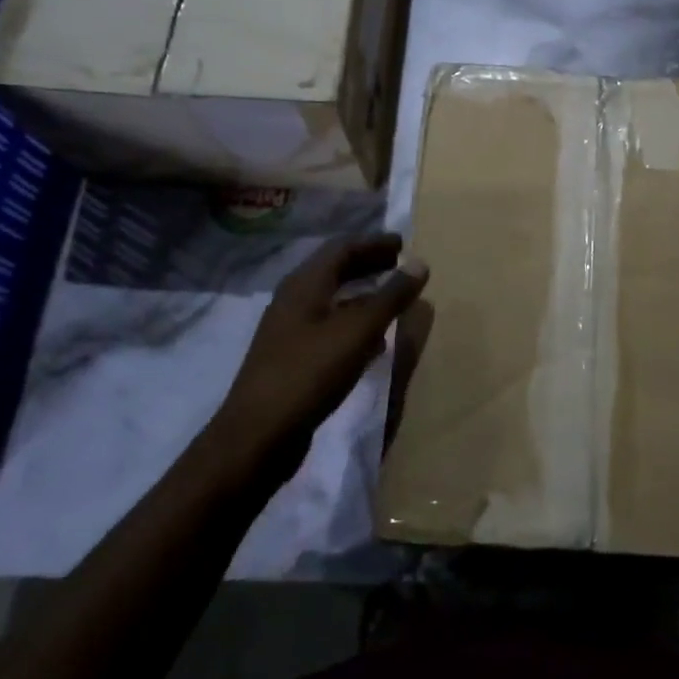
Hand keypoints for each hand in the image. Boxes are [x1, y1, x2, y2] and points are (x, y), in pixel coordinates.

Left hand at [210, 234, 428, 471]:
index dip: (374, 242)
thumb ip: (391, 296)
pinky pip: (329, 328)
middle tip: (401, 266)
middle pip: (334, 271)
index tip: (403, 244)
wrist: (258, 435)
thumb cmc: (310, 373)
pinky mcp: (293, 359)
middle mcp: (293, 301)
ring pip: (332, 300)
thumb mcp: (358, 331)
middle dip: (369, 265)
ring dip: (363, 295)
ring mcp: (290, 331)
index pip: (342, 248)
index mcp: (304, 284)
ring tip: (394, 300)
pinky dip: (354, 323)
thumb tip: (419, 262)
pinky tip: (375, 341)